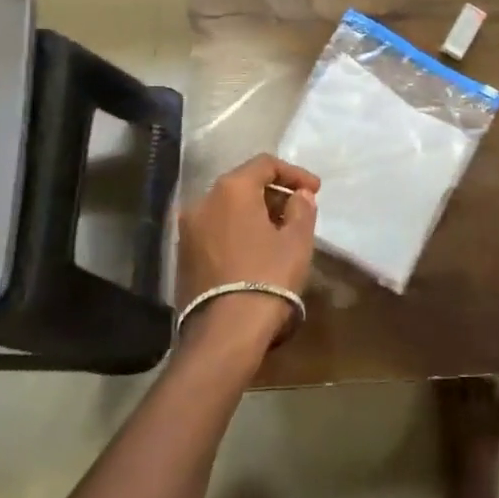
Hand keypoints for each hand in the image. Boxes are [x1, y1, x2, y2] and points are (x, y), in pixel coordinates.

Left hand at [177, 154, 319, 344]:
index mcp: (231, 189)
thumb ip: (302, 208)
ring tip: (280, 232)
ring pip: (227, 208)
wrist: (224, 333)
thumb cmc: (267, 277)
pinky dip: (237, 231)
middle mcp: (203, 201)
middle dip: (274, 193)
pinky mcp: (183, 256)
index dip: (294, 173)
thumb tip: (300, 195)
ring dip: (255, 213)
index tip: (315, 190)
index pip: (265, 164)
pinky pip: (216, 229)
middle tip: (299, 210)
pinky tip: (256, 250)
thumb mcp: (297, 240)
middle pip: (243, 184)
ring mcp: (188, 229)